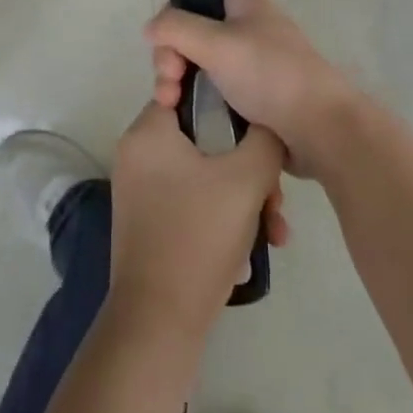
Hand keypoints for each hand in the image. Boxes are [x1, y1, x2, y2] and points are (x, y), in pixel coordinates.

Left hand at [108, 103, 284, 335]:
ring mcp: (140, 191)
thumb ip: (265, 139)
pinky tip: (250, 250)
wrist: (160, 320)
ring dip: (243, 199)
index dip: (229, 105)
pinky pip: (192, 201)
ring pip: (204, 175)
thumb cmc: (199, 234)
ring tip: (273, 232)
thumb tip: (269, 125)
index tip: (258, 129)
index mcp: (148, 132)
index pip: (190, 92)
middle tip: (275, 198)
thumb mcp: (246, 179)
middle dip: (248, 168)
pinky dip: (221, 217)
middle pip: (204, 140)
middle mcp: (137, 154)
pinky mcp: (148, 222)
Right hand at [146, 0, 360, 178]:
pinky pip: (216, 91)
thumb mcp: (216, 43)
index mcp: (244, 3)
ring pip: (201, 66)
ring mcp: (252, 63)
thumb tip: (150, 27)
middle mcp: (248, 27)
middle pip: (192, 35)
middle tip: (168, 88)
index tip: (168, 54)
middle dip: (172, 60)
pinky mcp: (255, 95)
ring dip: (180, 84)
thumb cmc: (269, 75)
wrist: (321, 128)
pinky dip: (199, 102)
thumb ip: (175, 27)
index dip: (174, 22)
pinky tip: (187, 119)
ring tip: (172, 108)